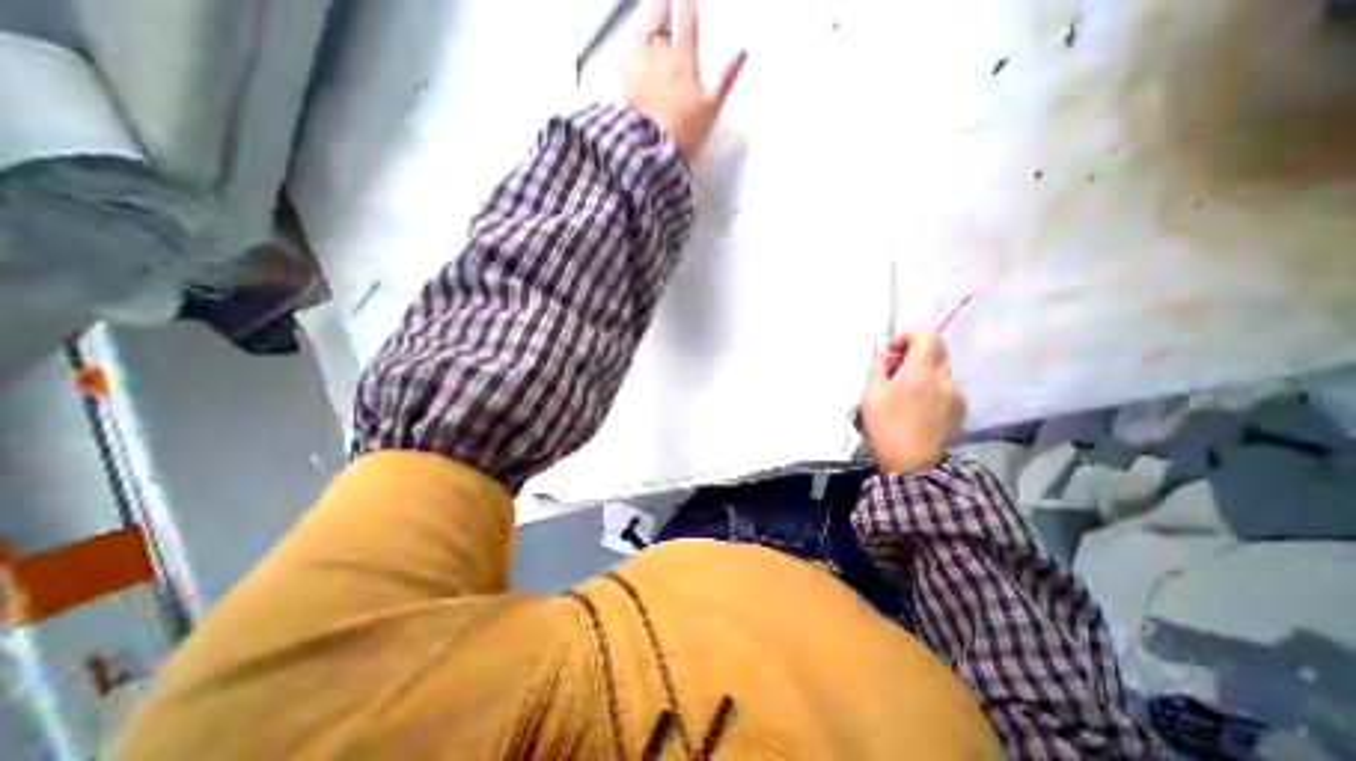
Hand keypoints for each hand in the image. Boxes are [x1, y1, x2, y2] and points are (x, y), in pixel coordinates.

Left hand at [622, 0, 746, 158]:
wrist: (650, 151)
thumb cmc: (684, 132)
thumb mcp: (710, 110)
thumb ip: (725, 79)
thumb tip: (743, 51)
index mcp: (682, 62)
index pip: (686, 23)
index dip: (688, 4)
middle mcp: (658, 57)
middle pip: (657, 19)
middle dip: (662, 4)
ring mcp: (638, 68)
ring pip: (639, 32)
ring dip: (644, 18)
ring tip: (648, 10)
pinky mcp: (624, 83)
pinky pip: (625, 54)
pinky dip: (629, 43)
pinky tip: (630, 43)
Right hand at [863, 332, 968, 474]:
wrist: (912, 463)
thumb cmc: (886, 426)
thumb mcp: (871, 394)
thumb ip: (879, 368)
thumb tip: (884, 354)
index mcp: (922, 370)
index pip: (928, 335)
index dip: (909, 336)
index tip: (893, 351)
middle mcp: (945, 377)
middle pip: (935, 352)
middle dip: (914, 356)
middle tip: (893, 373)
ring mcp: (957, 394)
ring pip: (940, 371)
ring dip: (923, 373)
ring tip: (904, 394)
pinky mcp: (961, 410)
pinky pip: (946, 388)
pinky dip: (932, 389)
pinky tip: (917, 408)